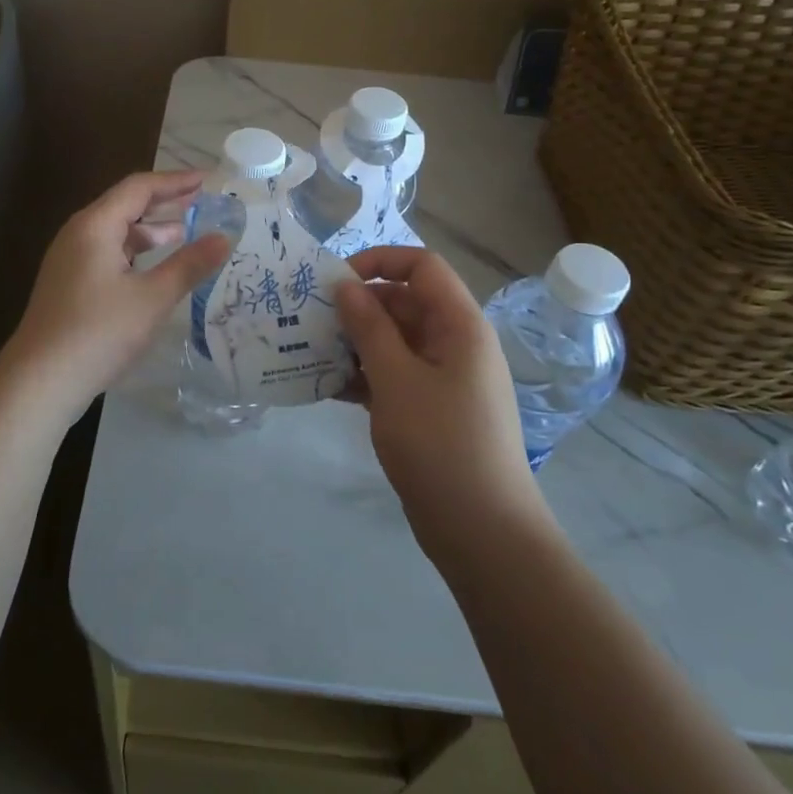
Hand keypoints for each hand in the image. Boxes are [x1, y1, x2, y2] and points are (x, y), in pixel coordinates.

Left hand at [3, 170, 230, 420]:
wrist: (40, 381)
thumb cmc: (98, 332)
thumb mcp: (152, 298)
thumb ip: (189, 265)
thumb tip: (224, 238)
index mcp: (95, 225)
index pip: (139, 187)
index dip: (175, 181)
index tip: (208, 181)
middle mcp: (79, 234)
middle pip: (125, 205)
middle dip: (165, 203)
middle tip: (202, 204)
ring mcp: (70, 260)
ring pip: (116, 233)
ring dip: (150, 230)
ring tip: (186, 233)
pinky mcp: (69, 284)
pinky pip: (108, 254)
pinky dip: (136, 253)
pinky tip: (155, 269)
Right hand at [335, 247, 552, 560]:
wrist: (482, 531)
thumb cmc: (441, 444)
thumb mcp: (397, 380)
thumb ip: (369, 327)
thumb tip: (345, 285)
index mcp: (460, 325)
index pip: (422, 267)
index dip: (379, 261)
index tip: (336, 281)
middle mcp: (455, 343)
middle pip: (405, 303)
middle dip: (359, 306)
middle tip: (310, 320)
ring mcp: (444, 378)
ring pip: (395, 341)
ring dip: (355, 342)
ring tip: (310, 351)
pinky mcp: (430, 409)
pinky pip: (394, 375)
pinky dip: (364, 375)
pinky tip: (326, 385)